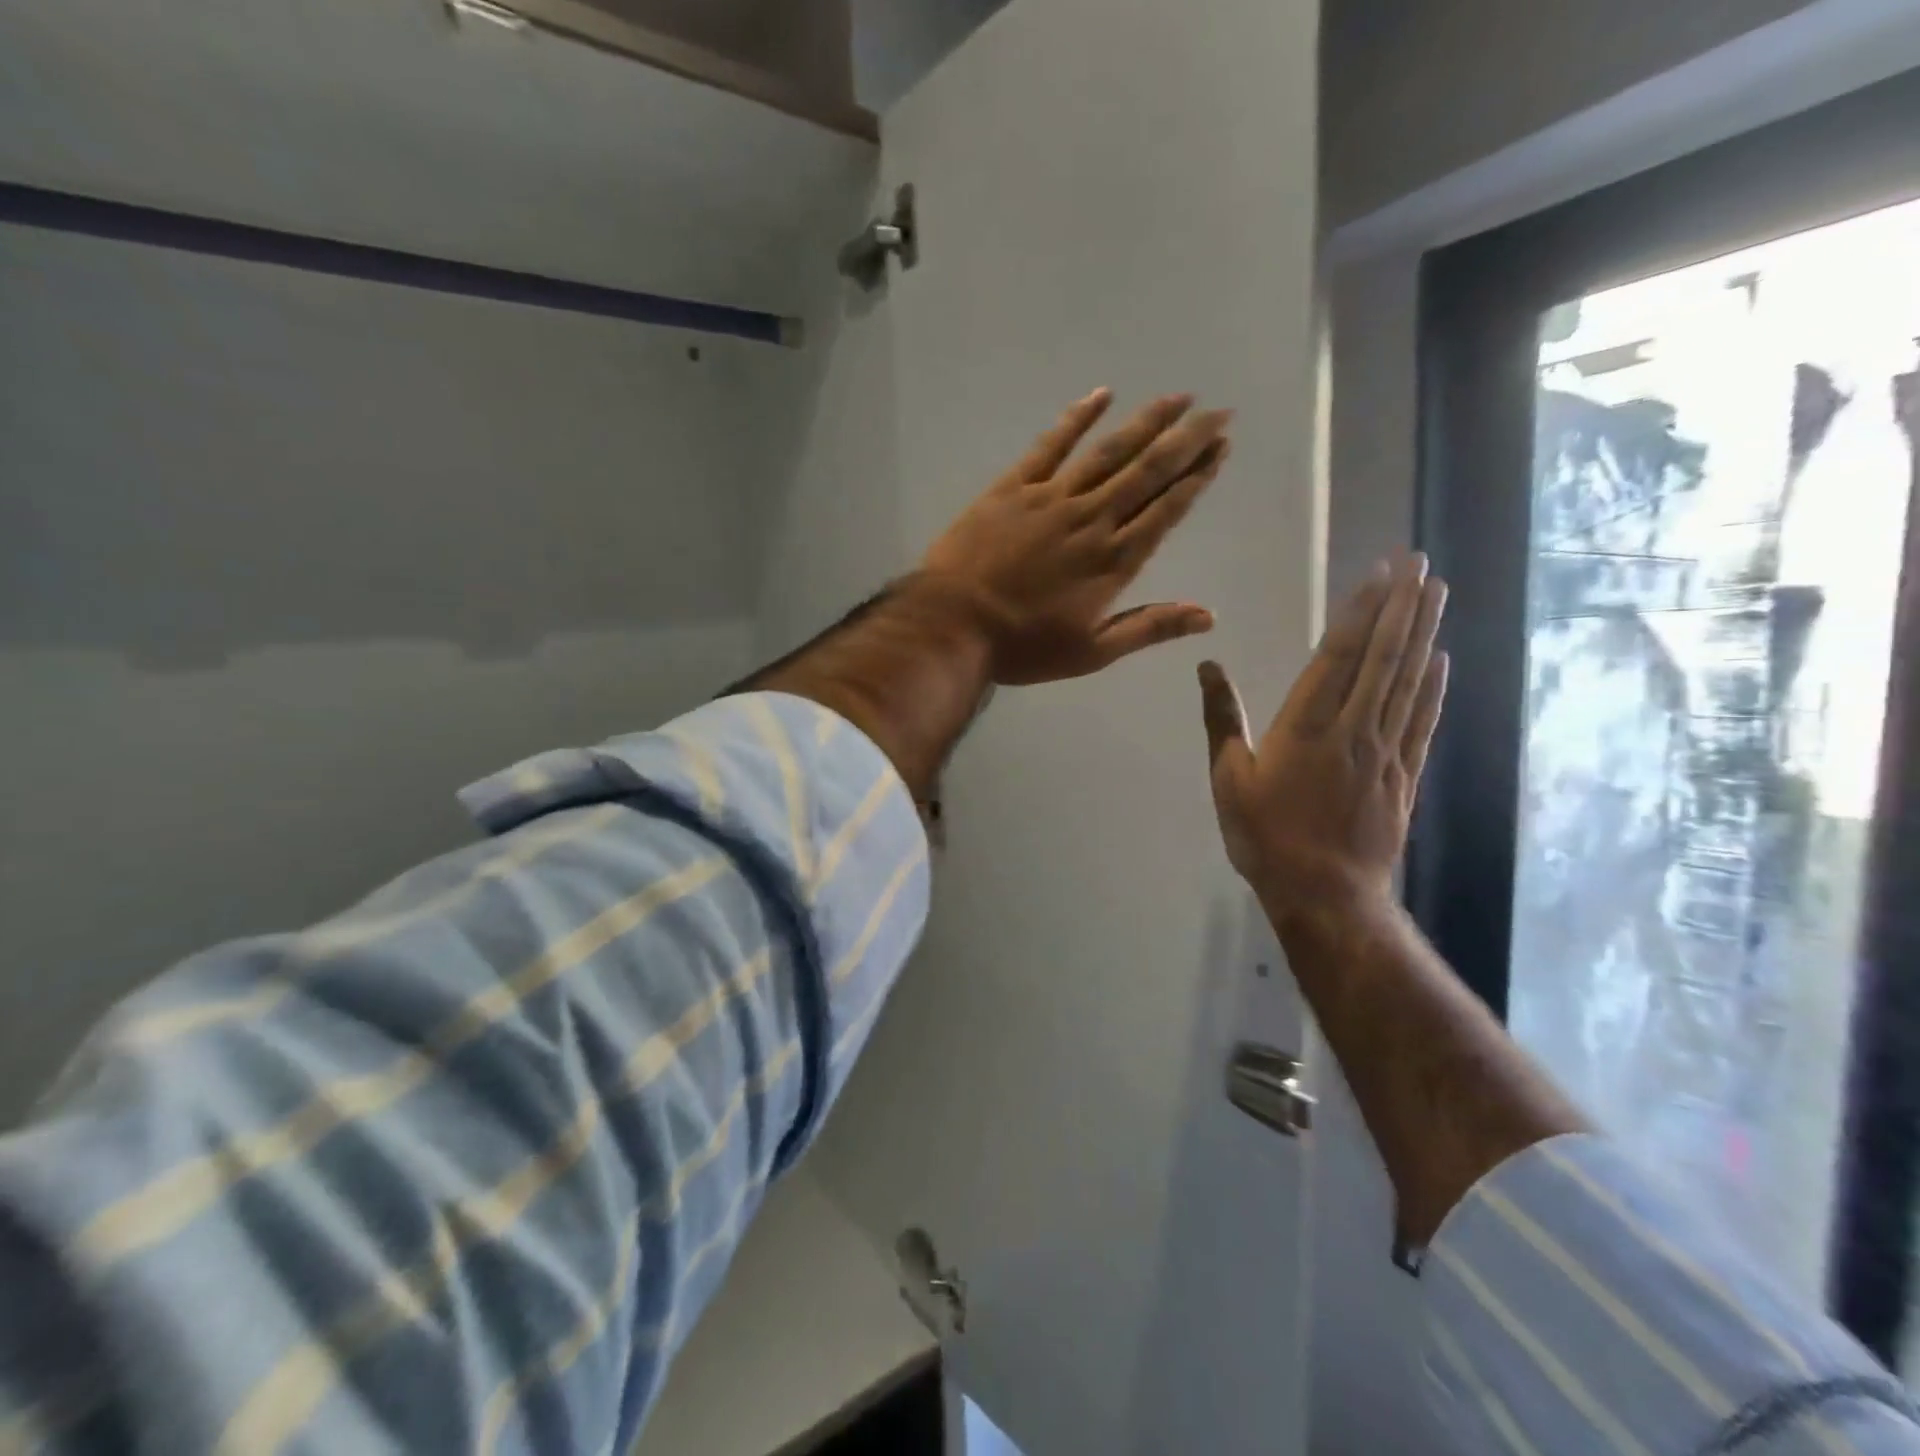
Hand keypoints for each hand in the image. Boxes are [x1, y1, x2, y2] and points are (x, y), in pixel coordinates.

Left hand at [918, 388, 1232, 685]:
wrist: (953, 625)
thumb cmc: (1023, 646)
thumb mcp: (1091, 652)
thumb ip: (1149, 628)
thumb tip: (1208, 616)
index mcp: (1113, 560)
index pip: (1166, 510)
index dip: (1196, 478)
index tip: (1221, 449)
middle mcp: (1092, 519)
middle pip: (1148, 471)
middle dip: (1186, 440)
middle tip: (1218, 413)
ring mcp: (1052, 498)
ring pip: (1109, 451)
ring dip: (1147, 422)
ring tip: (1179, 398)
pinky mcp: (1013, 488)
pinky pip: (1051, 444)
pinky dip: (1077, 417)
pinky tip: (1102, 394)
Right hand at [1199, 555, 1448, 913]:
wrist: (1326, 895)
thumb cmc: (1266, 837)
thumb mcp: (1228, 779)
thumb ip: (1222, 721)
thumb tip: (1208, 668)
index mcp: (1307, 727)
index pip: (1339, 655)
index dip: (1360, 611)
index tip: (1380, 573)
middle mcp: (1354, 728)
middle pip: (1384, 658)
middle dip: (1402, 606)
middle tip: (1419, 564)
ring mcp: (1386, 751)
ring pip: (1409, 681)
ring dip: (1424, 634)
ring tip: (1437, 593)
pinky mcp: (1405, 775)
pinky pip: (1423, 721)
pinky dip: (1434, 687)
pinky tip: (1442, 661)